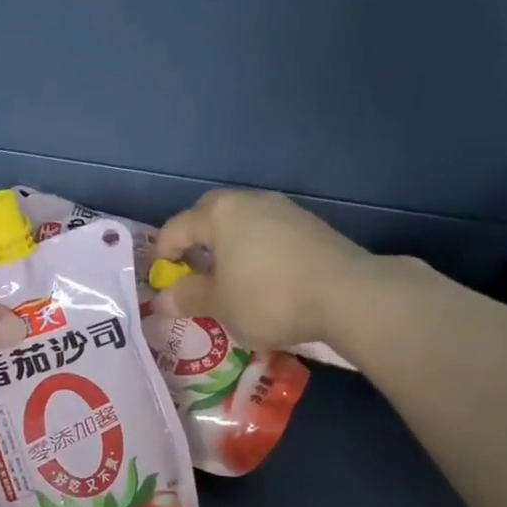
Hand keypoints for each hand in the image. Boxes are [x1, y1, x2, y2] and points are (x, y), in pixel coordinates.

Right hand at [152, 189, 381, 350]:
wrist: (346, 295)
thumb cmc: (268, 297)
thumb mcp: (219, 304)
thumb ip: (187, 298)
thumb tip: (161, 299)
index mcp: (220, 214)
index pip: (176, 228)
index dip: (161, 256)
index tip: (160, 282)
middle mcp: (250, 201)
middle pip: (210, 216)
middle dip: (195, 242)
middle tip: (192, 273)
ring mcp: (285, 210)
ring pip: (242, 224)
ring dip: (228, 247)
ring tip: (227, 280)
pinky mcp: (310, 227)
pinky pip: (268, 234)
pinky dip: (255, 252)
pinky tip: (261, 280)